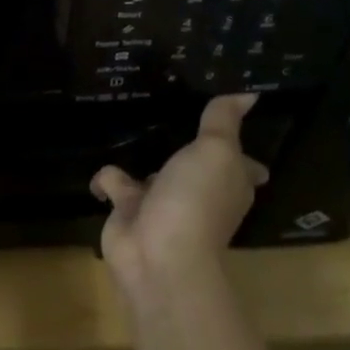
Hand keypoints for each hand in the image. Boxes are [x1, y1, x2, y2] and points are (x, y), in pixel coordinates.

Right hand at [91, 94, 268, 302]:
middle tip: (171, 109)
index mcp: (228, 181)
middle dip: (188, 147)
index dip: (240, 148)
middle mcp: (199, 192)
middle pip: (196, 165)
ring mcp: (162, 202)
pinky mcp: (128, 210)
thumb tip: (249, 93)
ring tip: (131, 121)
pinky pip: (115, 184)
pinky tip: (101, 163)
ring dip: (144, 157)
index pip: (243, 163)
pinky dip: (107, 178)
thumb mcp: (216, 151)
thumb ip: (223, 120)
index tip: (230, 123)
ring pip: (154, 171)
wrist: (157, 256)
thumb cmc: (196, 200)